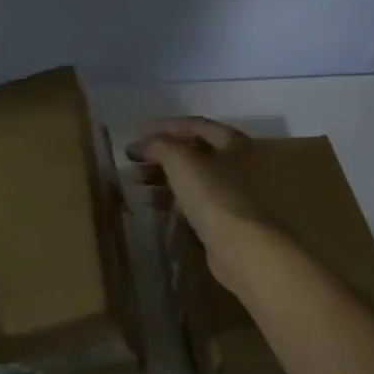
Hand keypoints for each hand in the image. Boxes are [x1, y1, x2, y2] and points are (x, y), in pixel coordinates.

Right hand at [126, 117, 275, 284]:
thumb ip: (158, 144)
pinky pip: (192, 200)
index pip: (194, 125)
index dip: (163, 127)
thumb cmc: (214, 195)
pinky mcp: (223, 219)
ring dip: (161, 177)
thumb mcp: (180, 160)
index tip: (136, 134)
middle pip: (192, 152)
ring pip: (190, 178)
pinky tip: (150, 201)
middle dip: (159, 155)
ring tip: (134, 181)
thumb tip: (141, 144)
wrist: (241, 247)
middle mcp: (237, 164)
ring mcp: (231, 193)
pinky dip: (171, 197)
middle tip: (132, 161)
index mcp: (234, 143)